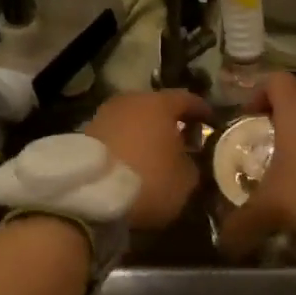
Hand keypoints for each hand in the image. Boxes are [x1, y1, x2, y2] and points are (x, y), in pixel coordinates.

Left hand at [85, 89, 211, 228]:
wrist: (89, 195)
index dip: (202, 111)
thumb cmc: (148, 181)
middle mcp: (131, 101)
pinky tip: (132, 161)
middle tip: (182, 140)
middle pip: (156, 106)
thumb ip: (192, 163)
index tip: (211, 121)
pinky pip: (116, 134)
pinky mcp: (84, 134)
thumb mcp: (186, 180)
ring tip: (155, 153)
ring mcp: (104, 115)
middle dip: (170, 122)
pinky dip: (126, 143)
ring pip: (133, 119)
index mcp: (160, 104)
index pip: (188, 99)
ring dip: (145, 133)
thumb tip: (187, 159)